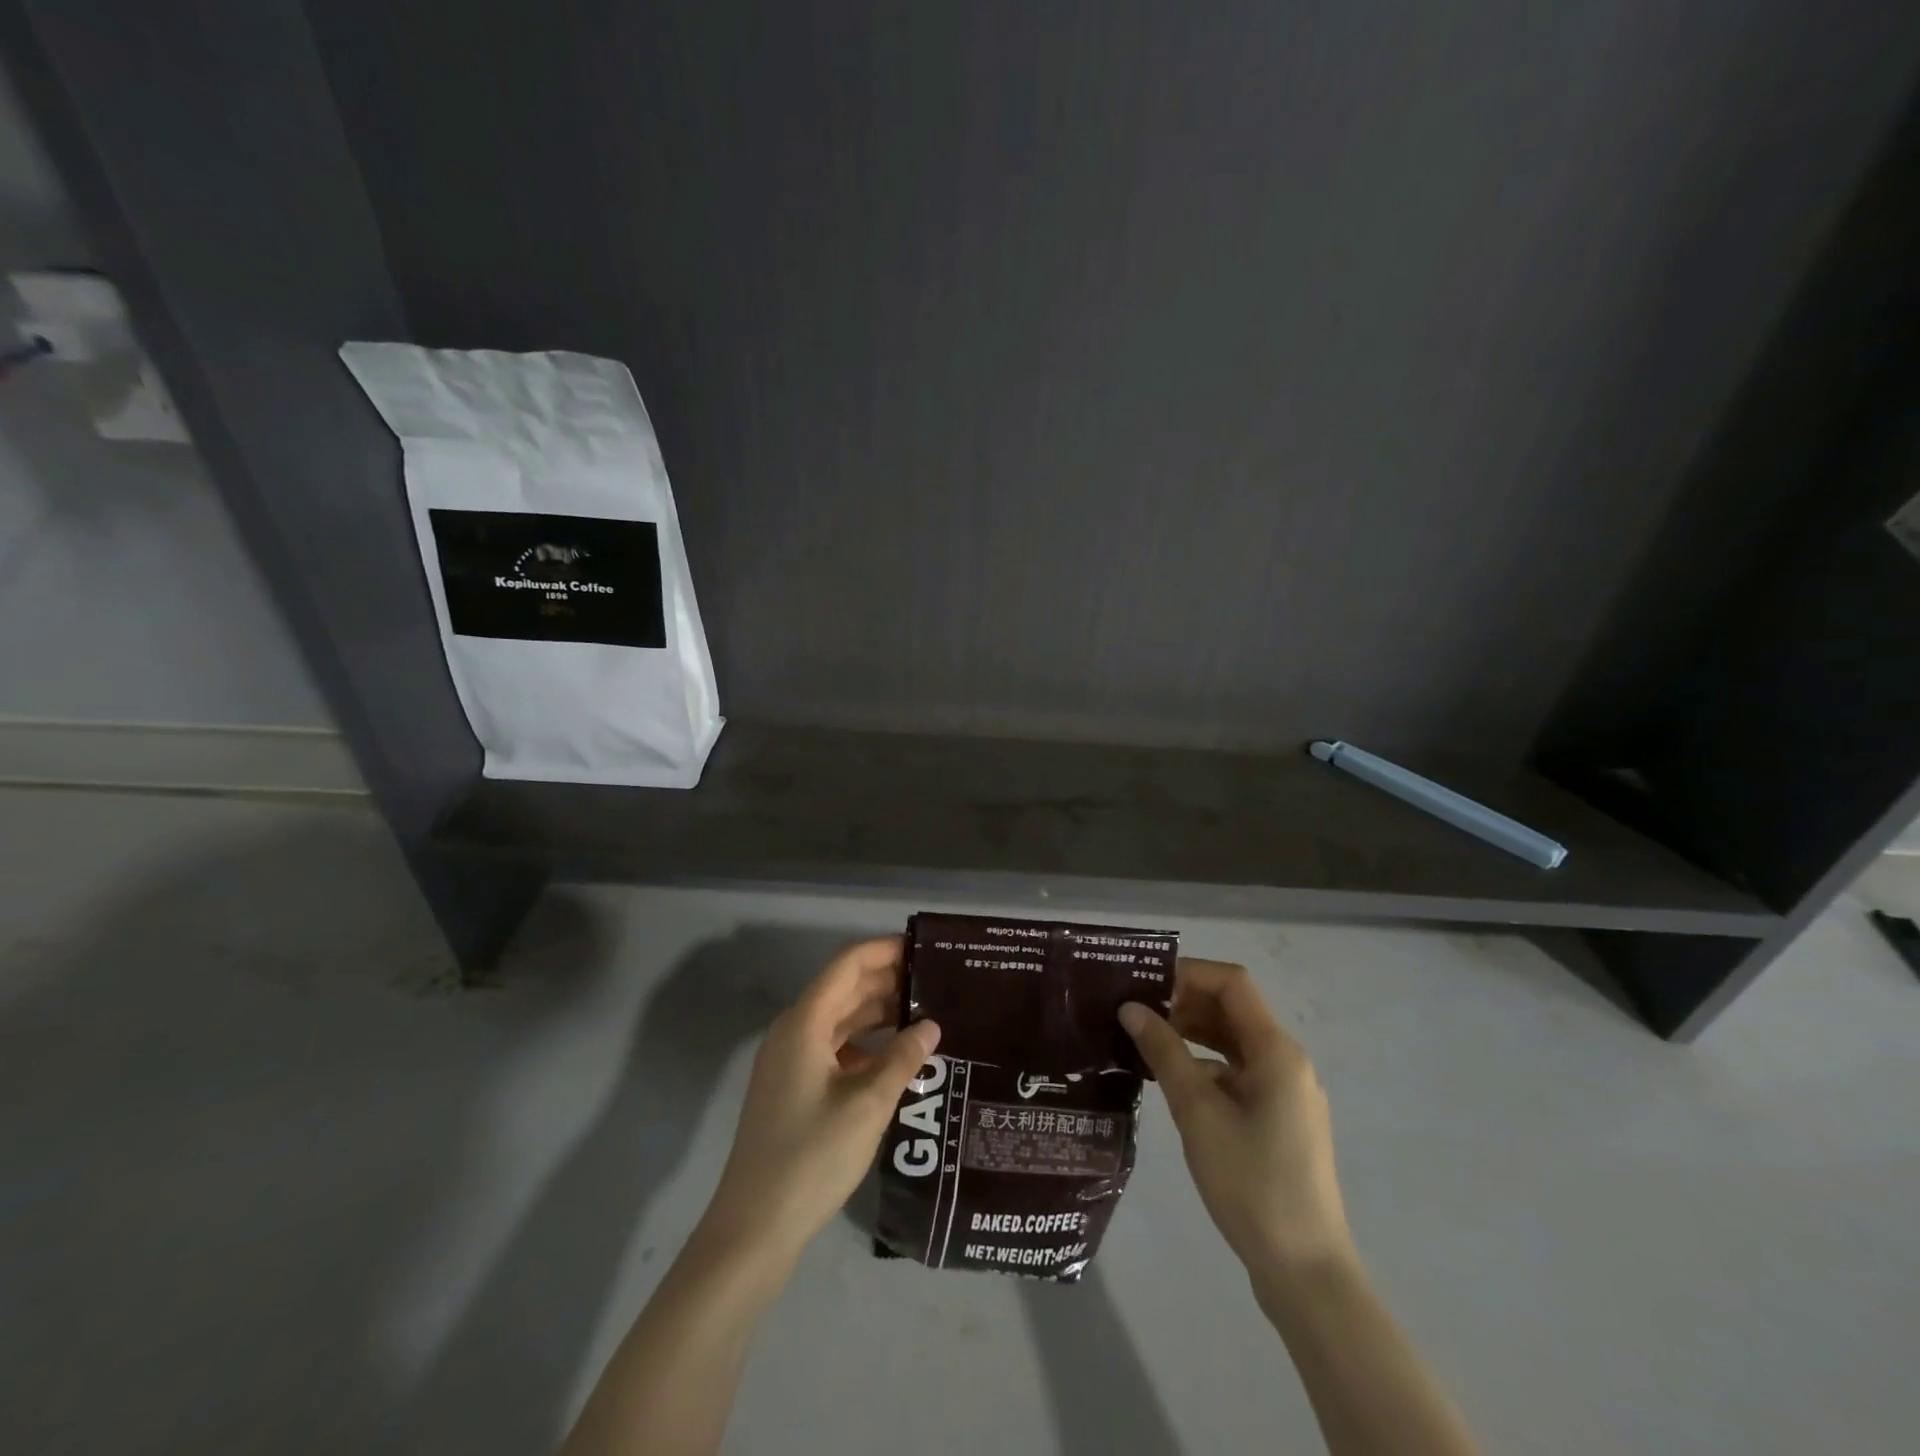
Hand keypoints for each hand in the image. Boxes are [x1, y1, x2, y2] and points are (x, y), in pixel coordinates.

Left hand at [699, 937, 940, 1264]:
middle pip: (844, 988)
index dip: (884, 950)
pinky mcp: (793, 1086)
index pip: (848, 965)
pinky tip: (896, 1058)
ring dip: (878, 1013)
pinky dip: (865, 1044)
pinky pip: (833, 1047)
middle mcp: (794, 1031)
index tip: (924, 949)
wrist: (754, 1227)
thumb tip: (932, 1025)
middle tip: (937, 983)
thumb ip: (903, 1058)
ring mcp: (790, 1060)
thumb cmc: (812, 1156)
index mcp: (805, 1022)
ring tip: (925, 1015)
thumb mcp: (868, 1104)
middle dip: (888, 981)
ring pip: (840, 1019)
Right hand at [1120, 958, 1353, 1286]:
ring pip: (1233, 1041)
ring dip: (1192, 1032)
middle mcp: (1286, 1061)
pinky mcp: (1278, 1117)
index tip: (1143, 982)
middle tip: (1134, 1008)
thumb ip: (1164, 1054)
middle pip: (1232, 1009)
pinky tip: (1170, 1079)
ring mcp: (1285, 1091)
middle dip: (1184, 1001)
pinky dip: (1204, 1063)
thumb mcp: (1198, 1114)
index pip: (1232, 984)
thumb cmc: (1252, 1184)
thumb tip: (1130, 1008)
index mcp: (1276, 1051)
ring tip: (1143, 1037)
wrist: (1305, 1271)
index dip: (1188, 972)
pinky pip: (1237, 1071)